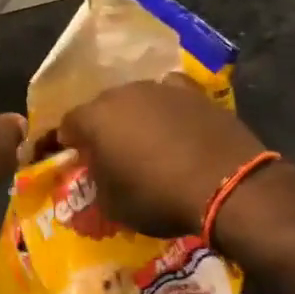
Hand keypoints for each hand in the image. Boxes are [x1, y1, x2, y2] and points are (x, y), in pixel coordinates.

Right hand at [58, 74, 267, 236]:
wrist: (226, 184)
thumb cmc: (159, 197)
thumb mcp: (113, 205)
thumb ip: (96, 183)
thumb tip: (97, 174)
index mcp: (95, 118)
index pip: (68, 124)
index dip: (69, 142)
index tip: (76, 158)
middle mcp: (122, 93)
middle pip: (102, 107)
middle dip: (102, 127)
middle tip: (111, 153)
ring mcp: (159, 88)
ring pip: (136, 99)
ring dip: (135, 117)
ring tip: (147, 142)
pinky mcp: (193, 92)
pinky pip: (170, 95)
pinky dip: (167, 108)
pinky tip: (176, 125)